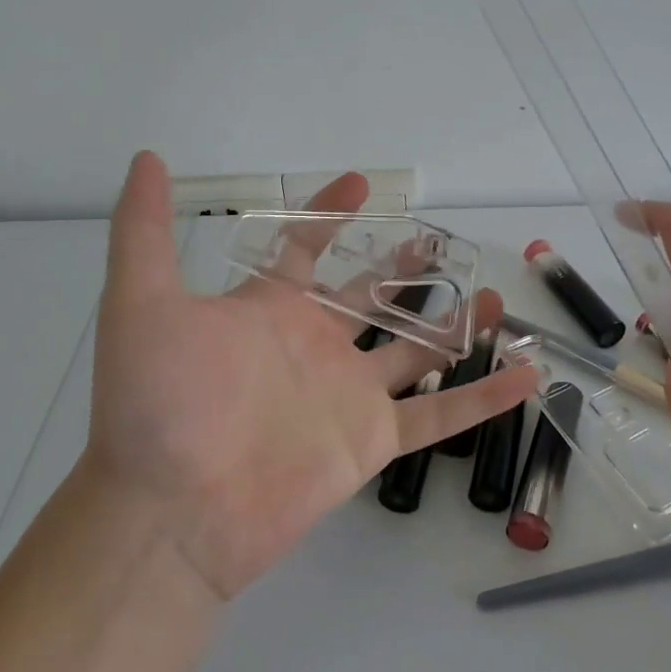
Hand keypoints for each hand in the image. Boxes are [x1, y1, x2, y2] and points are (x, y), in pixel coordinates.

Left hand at [82, 152, 537, 599]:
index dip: (330, 214)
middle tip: (439, 241)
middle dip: (403, 270)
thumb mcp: (142, 304)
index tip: (362, 182)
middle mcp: (314, 346)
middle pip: (371, 298)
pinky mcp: (372, 440)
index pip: (306, 250)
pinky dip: (485, 397)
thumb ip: (144, 232)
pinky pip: (440, 415)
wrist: (173, 512)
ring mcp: (348, 394)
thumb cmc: (157, 403)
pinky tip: (528, 373)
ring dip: (455, 325)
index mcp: (270, 311)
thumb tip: (146, 159)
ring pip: (416, 351)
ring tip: (496, 297)